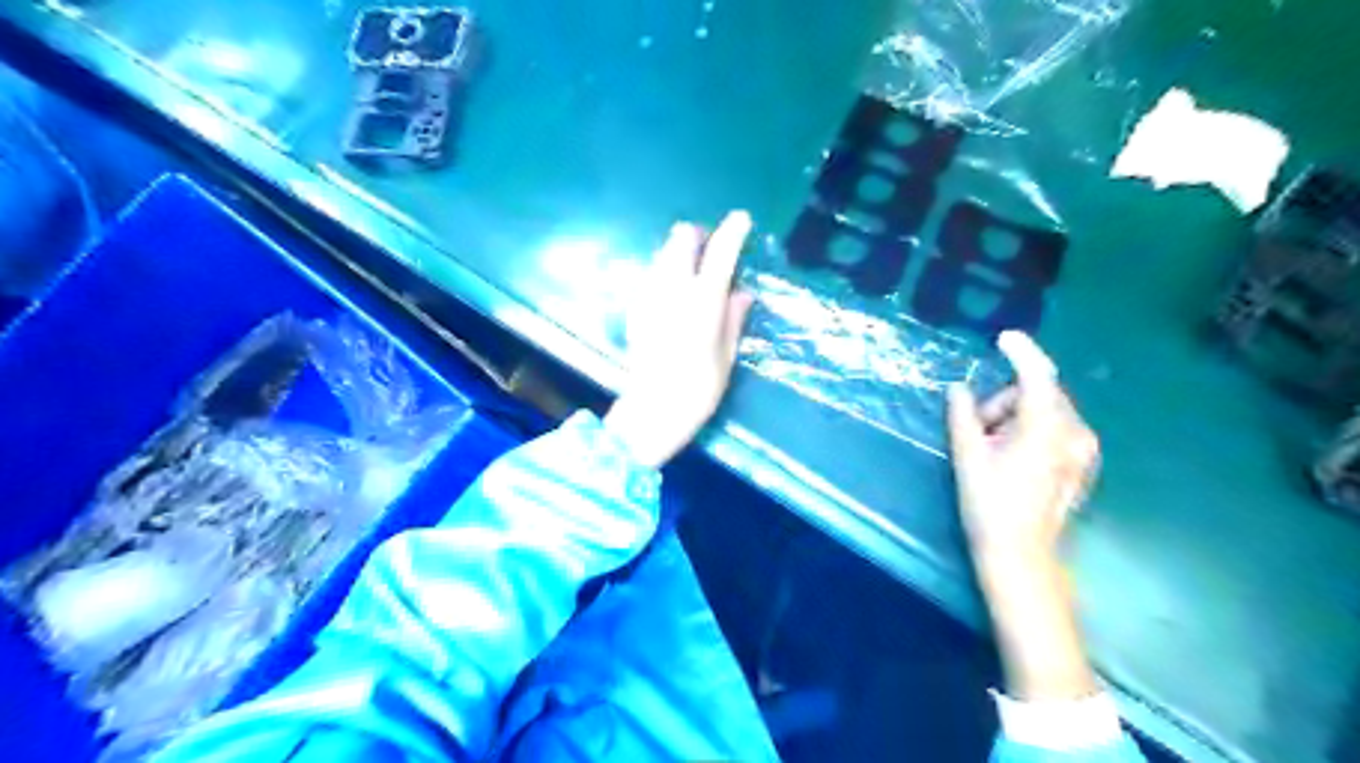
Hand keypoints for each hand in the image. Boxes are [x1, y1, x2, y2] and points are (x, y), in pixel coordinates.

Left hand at [603, 211, 755, 468]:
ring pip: (663, 252)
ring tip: (693, 274)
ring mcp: (649, 294)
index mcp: (704, 300)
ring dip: (680, 252)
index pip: (721, 251)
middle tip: (712, 251)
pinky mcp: (634, 306)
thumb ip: (735, 318)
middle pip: (682, 238)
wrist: (651, 411)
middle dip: (699, 236)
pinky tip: (674, 296)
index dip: (734, 230)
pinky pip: (652, 274)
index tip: (742, 220)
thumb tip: (742, 292)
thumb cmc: (699, 389)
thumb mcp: (727, 355)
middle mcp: (673, 288)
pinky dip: (666, 272)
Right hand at [949, 330, 1095, 562]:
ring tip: (992, 448)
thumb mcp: (968, 455)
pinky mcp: (1080, 461)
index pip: (1037, 375)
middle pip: (1037, 393)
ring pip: (1044, 410)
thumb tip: (958, 389)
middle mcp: (1074, 432)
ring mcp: (1082, 448)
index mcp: (1045, 428)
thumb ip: (963, 415)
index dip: (1021, 352)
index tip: (1003, 337)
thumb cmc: (989, 503)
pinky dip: (1030, 429)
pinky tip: (1012, 455)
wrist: (1020, 553)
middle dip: (1004, 401)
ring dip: (1015, 417)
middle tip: (977, 430)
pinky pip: (1054, 427)